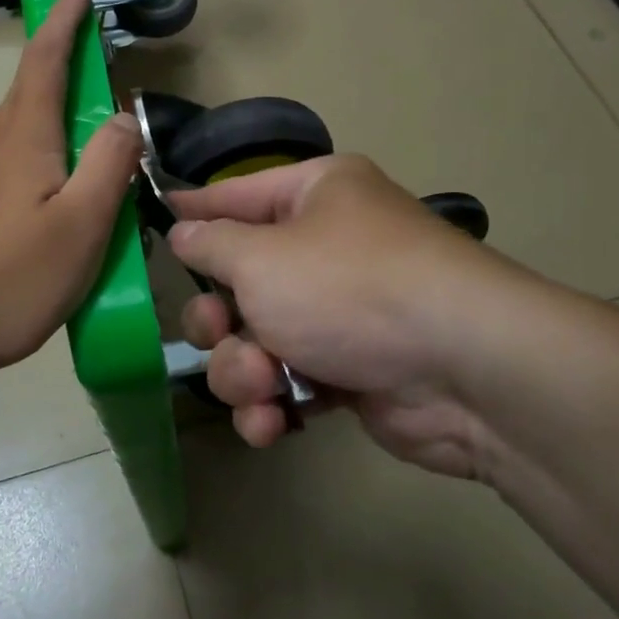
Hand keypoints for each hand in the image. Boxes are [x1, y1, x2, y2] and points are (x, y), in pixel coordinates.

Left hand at [0, 0, 141, 385]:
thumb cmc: (5, 283)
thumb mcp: (81, 229)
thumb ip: (108, 165)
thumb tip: (124, 114)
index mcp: (20, 140)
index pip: (44, 62)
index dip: (64, 22)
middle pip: (27, 112)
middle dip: (61, 118)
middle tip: (90, 172)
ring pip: (2, 157)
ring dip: (32, 172)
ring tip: (49, 234)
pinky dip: (0, 202)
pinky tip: (2, 250)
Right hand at [169, 156, 500, 478]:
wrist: (463, 369)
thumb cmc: (350, 288)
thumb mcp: (262, 257)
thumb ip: (211, 245)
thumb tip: (184, 230)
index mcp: (315, 196)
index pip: (236, 194)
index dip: (195, 210)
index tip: (155, 218)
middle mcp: (328, 247)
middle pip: (238, 281)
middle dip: (219, 319)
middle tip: (220, 332)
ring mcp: (340, 313)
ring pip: (255, 340)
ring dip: (243, 370)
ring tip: (262, 385)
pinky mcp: (350, 371)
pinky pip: (288, 382)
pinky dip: (273, 404)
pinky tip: (272, 424)